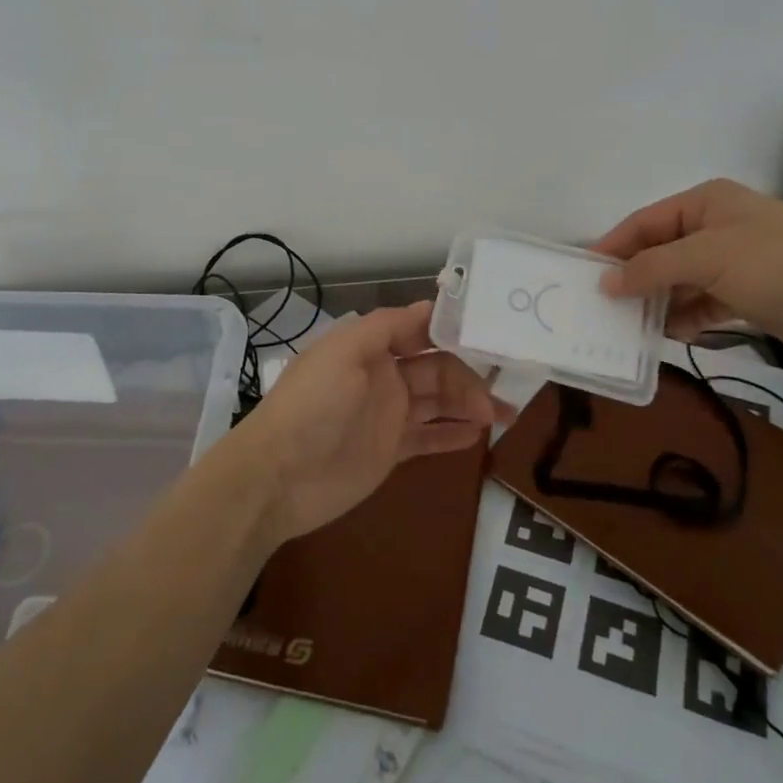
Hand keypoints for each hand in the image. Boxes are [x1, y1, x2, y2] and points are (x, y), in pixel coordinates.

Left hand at [225, 302, 499, 544]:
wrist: (277, 476)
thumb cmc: (313, 405)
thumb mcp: (344, 352)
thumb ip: (386, 326)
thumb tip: (431, 306)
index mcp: (371, 346)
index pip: (420, 329)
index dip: (454, 330)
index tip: (492, 333)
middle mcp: (383, 375)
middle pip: (437, 367)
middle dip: (470, 376)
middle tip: (501, 396)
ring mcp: (388, 415)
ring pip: (439, 402)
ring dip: (471, 404)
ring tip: (505, 415)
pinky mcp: (390, 451)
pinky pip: (429, 437)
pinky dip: (453, 435)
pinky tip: (480, 435)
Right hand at [592, 178, 782, 359]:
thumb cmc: (778, 264)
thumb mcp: (708, 257)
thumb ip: (652, 268)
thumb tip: (605, 282)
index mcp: (706, 203)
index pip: (645, 222)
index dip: (614, 247)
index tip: (585, 274)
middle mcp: (716, 228)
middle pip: (660, 252)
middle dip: (635, 278)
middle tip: (602, 306)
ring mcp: (733, 263)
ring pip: (680, 282)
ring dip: (658, 302)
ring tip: (628, 326)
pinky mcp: (747, 296)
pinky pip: (702, 304)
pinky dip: (685, 318)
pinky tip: (668, 334)